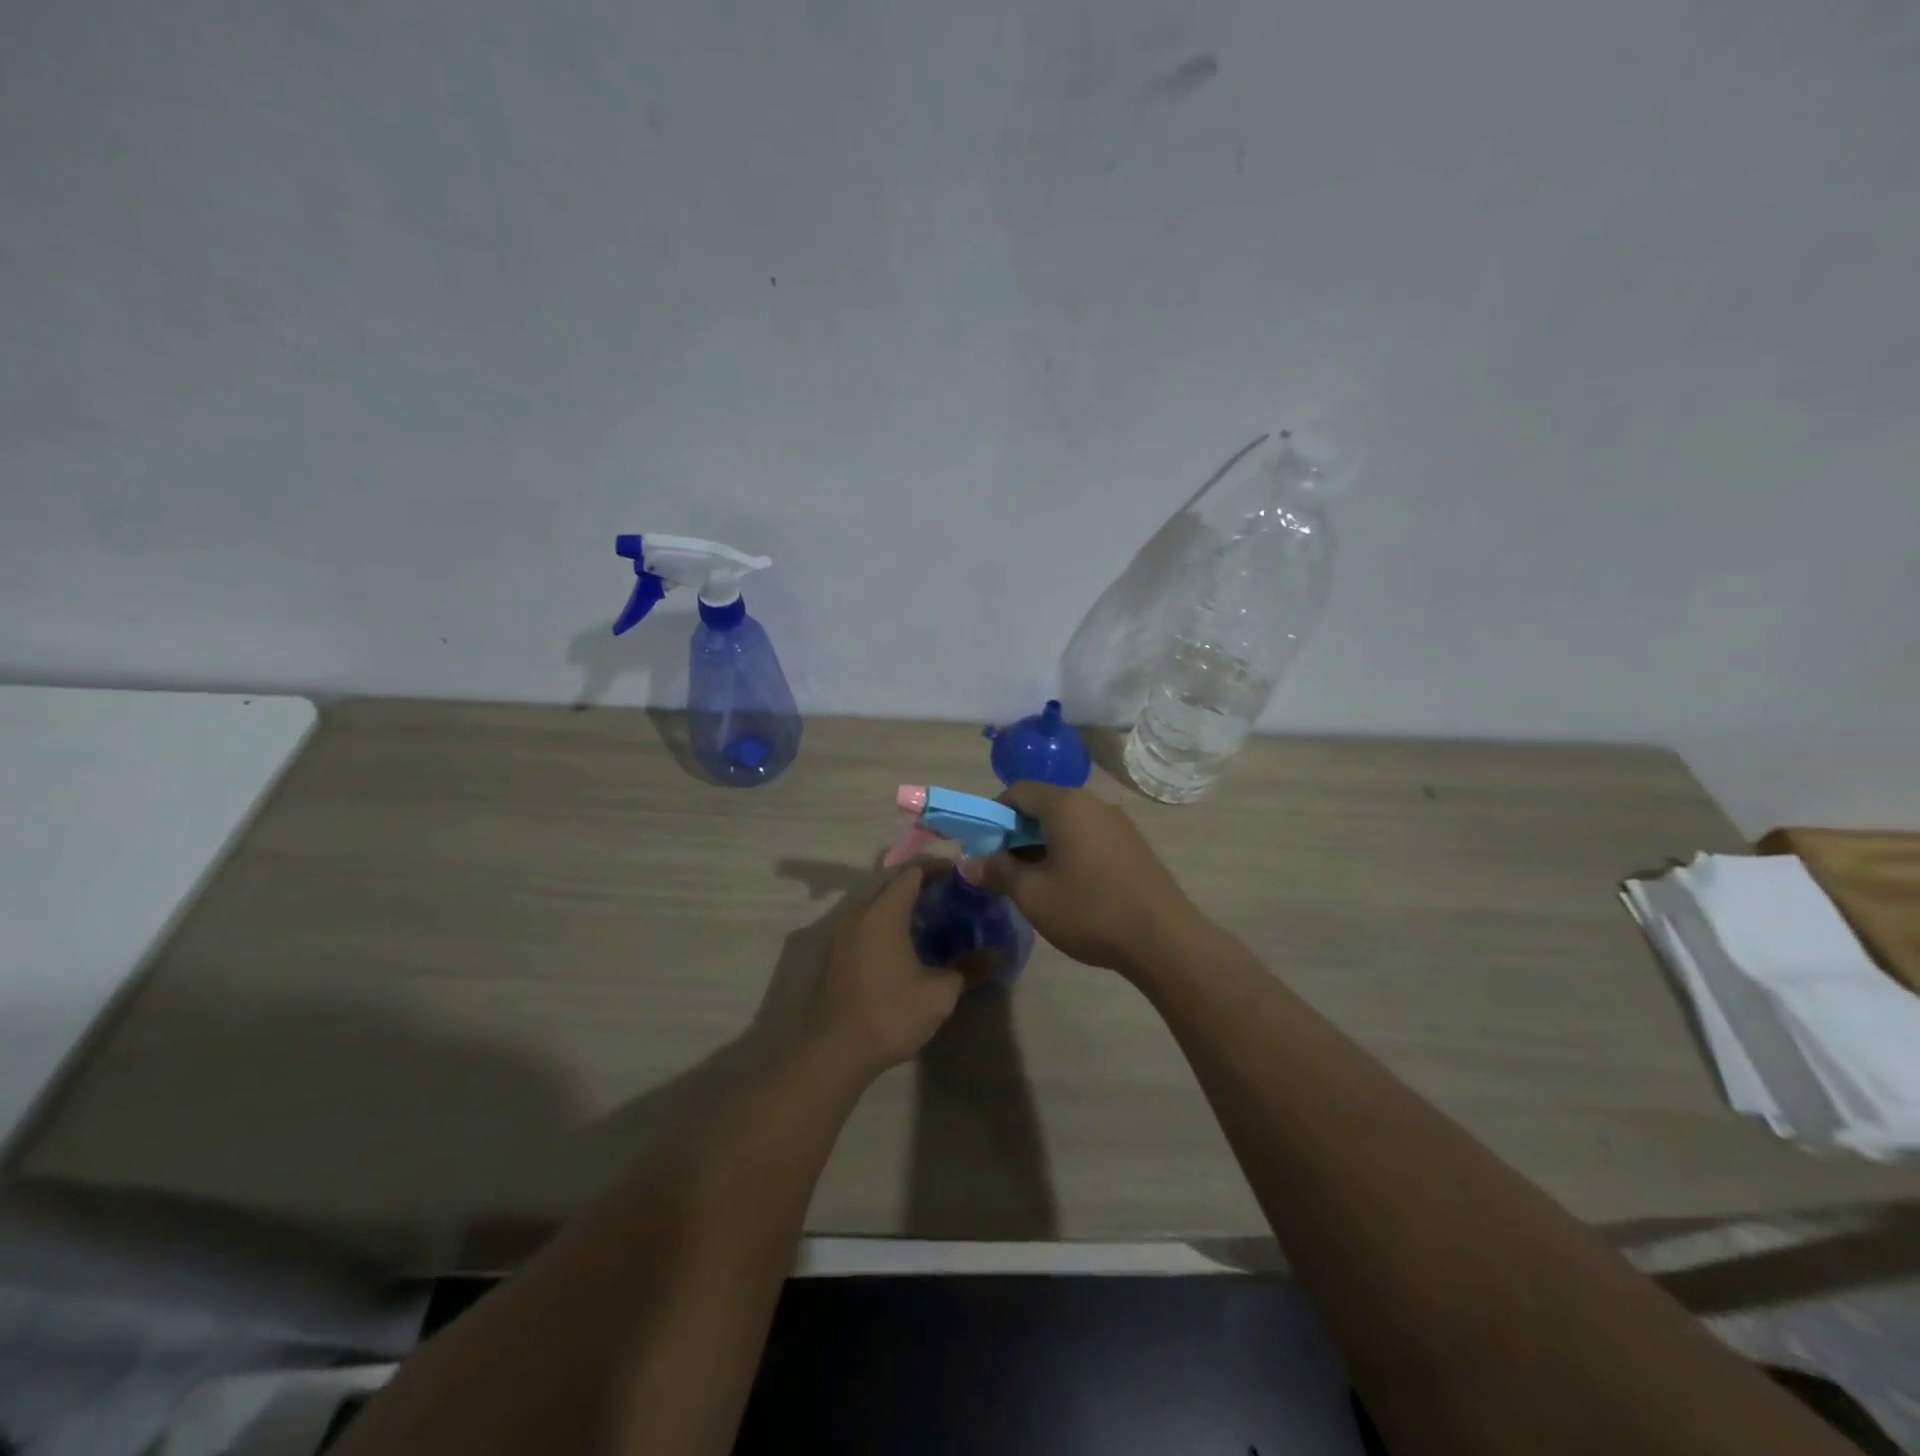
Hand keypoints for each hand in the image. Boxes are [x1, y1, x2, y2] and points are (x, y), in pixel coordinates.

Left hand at [810, 865, 964, 1079]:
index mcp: (884, 912)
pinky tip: (903, 943)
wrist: (834, 1052)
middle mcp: (859, 913)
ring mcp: (841, 933)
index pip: (912, 872)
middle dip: (920, 883)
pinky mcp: (835, 953)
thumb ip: (968, 968)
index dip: (937, 868)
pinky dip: (885, 921)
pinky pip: (864, 922)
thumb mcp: (939, 994)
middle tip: (950, 894)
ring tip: (930, 917)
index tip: (961, 873)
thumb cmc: (890, 1014)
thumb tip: (997, 955)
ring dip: (900, 903)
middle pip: (891, 883)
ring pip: (875, 903)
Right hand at [970, 783, 1202, 975]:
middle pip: (1043, 805)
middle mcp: (1093, 803)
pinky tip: (1068, 886)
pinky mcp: (1133, 844)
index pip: (1018, 791)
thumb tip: (968, 862)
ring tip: (1034, 882)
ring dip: (1043, 844)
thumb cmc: (1089, 910)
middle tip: (1003, 868)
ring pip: (1067, 823)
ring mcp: (1117, 822)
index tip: (983, 846)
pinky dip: (1069, 851)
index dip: (994, 814)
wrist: (1163, 939)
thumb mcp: (1032, 894)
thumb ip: (997, 872)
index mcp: (1065, 804)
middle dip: (1017, 833)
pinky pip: (1089, 836)